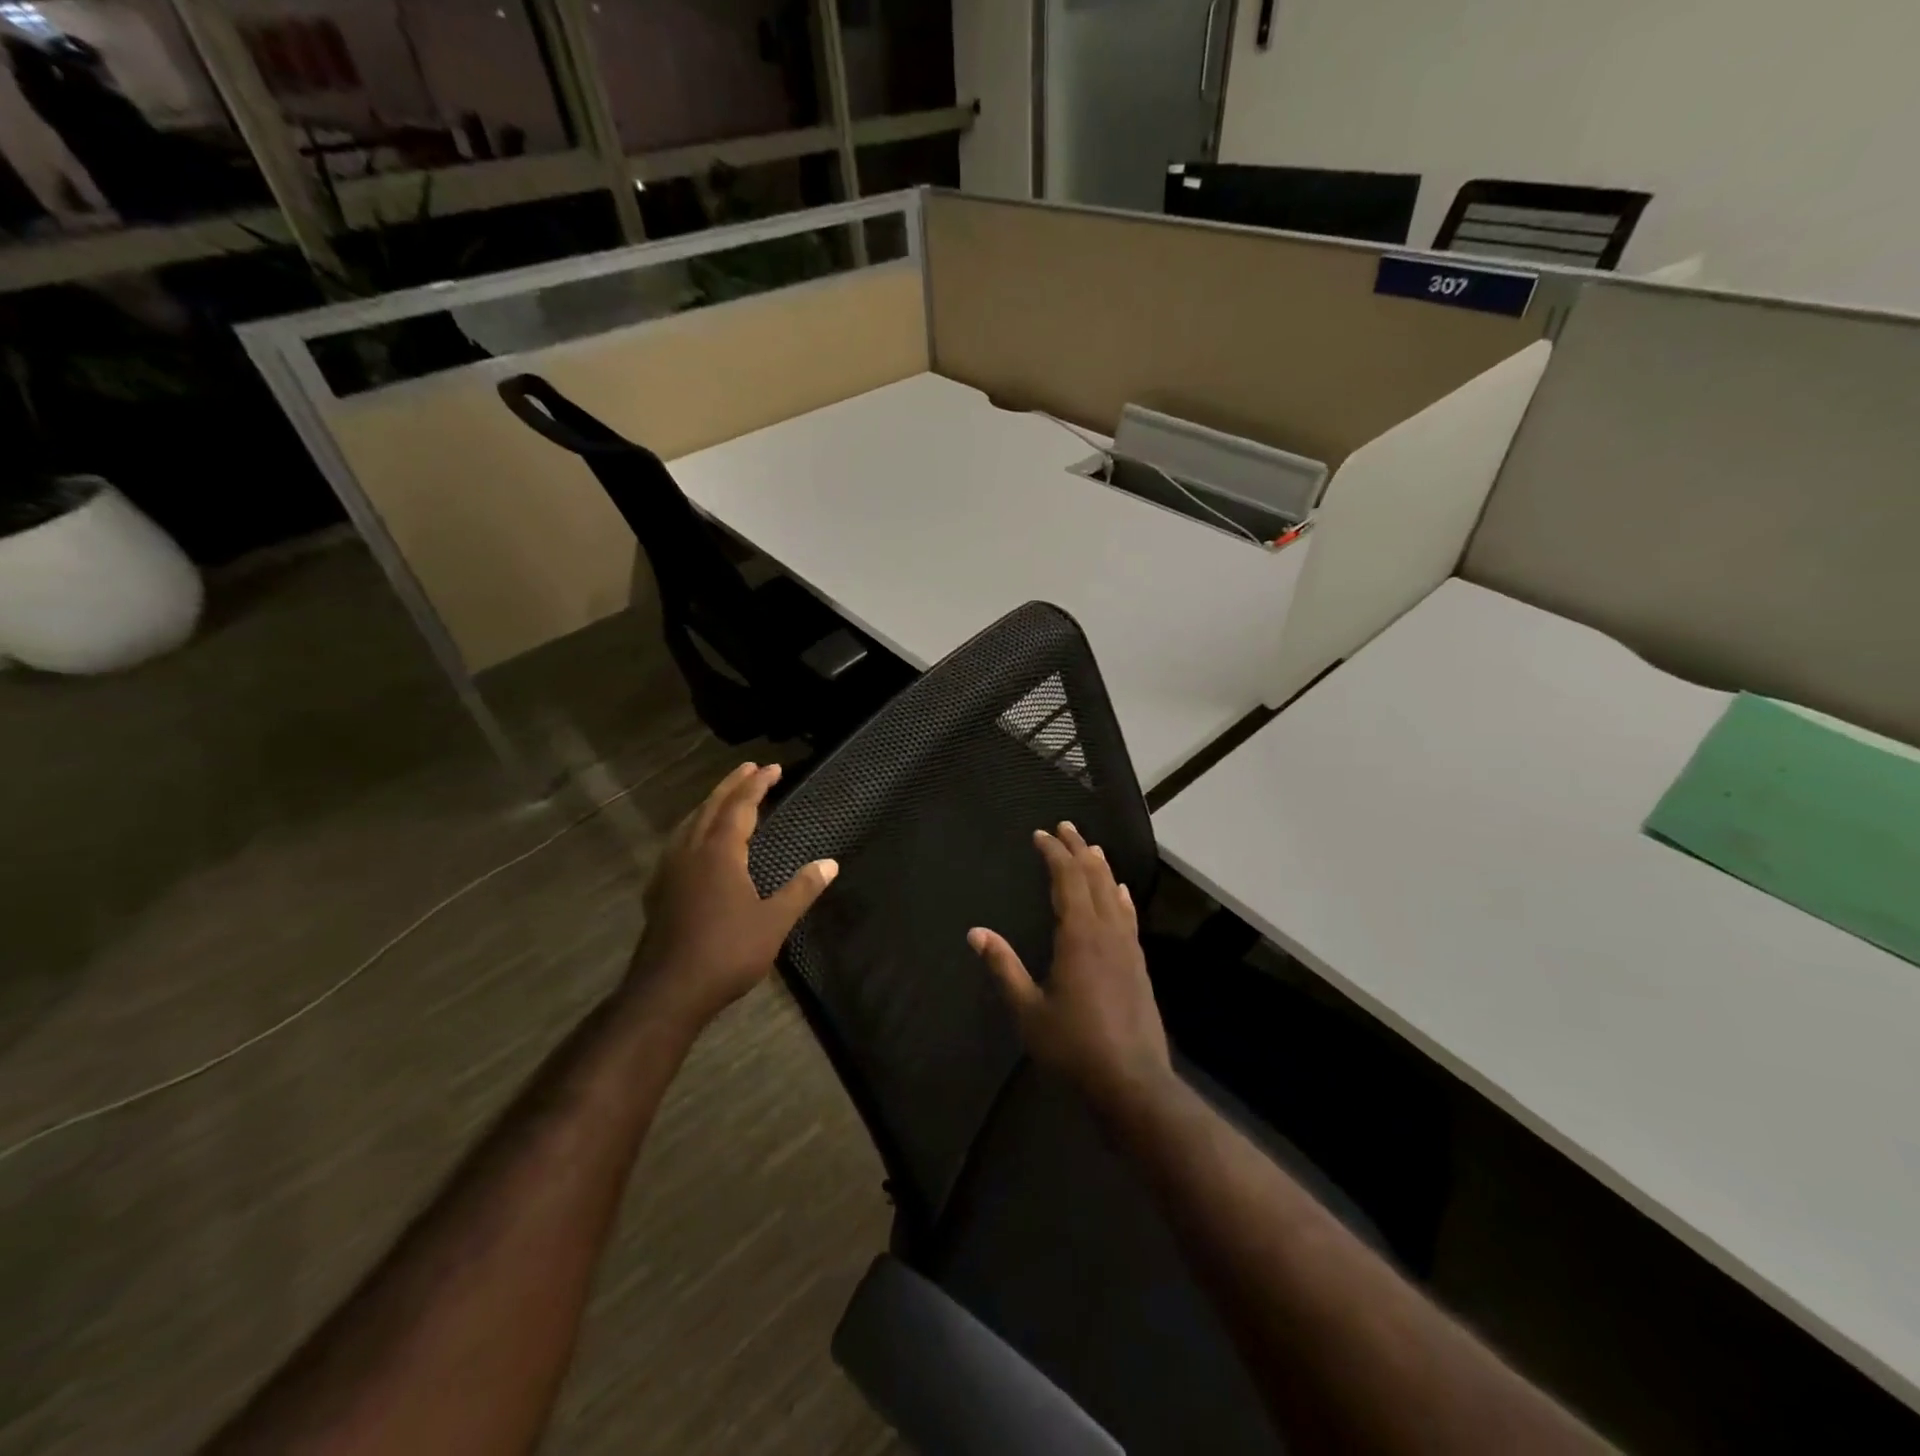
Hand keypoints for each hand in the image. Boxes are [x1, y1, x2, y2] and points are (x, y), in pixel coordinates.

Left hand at [627, 762, 837, 1028]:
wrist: (668, 991)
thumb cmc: (727, 953)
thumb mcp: (774, 922)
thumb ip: (801, 889)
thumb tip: (830, 863)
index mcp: (719, 853)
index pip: (741, 807)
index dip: (758, 785)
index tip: (773, 768)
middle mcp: (691, 852)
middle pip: (712, 807)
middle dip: (732, 784)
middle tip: (750, 768)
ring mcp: (670, 870)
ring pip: (690, 823)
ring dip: (710, 803)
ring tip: (725, 796)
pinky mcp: (658, 890)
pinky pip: (678, 843)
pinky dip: (694, 827)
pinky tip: (696, 842)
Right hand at [968, 822, 1172, 1115]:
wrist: (1133, 1083)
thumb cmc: (1074, 1047)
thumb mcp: (1028, 1010)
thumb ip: (1004, 967)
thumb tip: (976, 933)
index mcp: (1078, 936)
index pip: (1066, 879)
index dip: (1054, 853)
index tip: (1041, 834)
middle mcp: (1106, 932)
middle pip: (1093, 878)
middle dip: (1078, 849)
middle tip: (1066, 826)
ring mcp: (1127, 947)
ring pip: (1114, 894)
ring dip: (1100, 868)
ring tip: (1092, 848)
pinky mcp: (1138, 965)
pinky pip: (1128, 917)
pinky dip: (1121, 897)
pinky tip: (1121, 893)